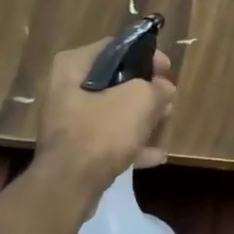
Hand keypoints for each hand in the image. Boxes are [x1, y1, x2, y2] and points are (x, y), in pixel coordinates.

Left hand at [33, 39, 177, 200]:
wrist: (69, 185)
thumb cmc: (102, 131)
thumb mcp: (140, 100)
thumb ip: (157, 88)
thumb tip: (163, 88)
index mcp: (73, 65)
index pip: (116, 48)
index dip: (147, 56)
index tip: (168, 70)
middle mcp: (65, 88)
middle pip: (116, 82)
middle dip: (146, 93)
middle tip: (168, 101)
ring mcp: (69, 120)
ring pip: (114, 111)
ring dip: (142, 119)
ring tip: (166, 126)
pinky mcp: (75, 148)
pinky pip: (107, 138)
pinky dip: (130, 143)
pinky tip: (156, 155)